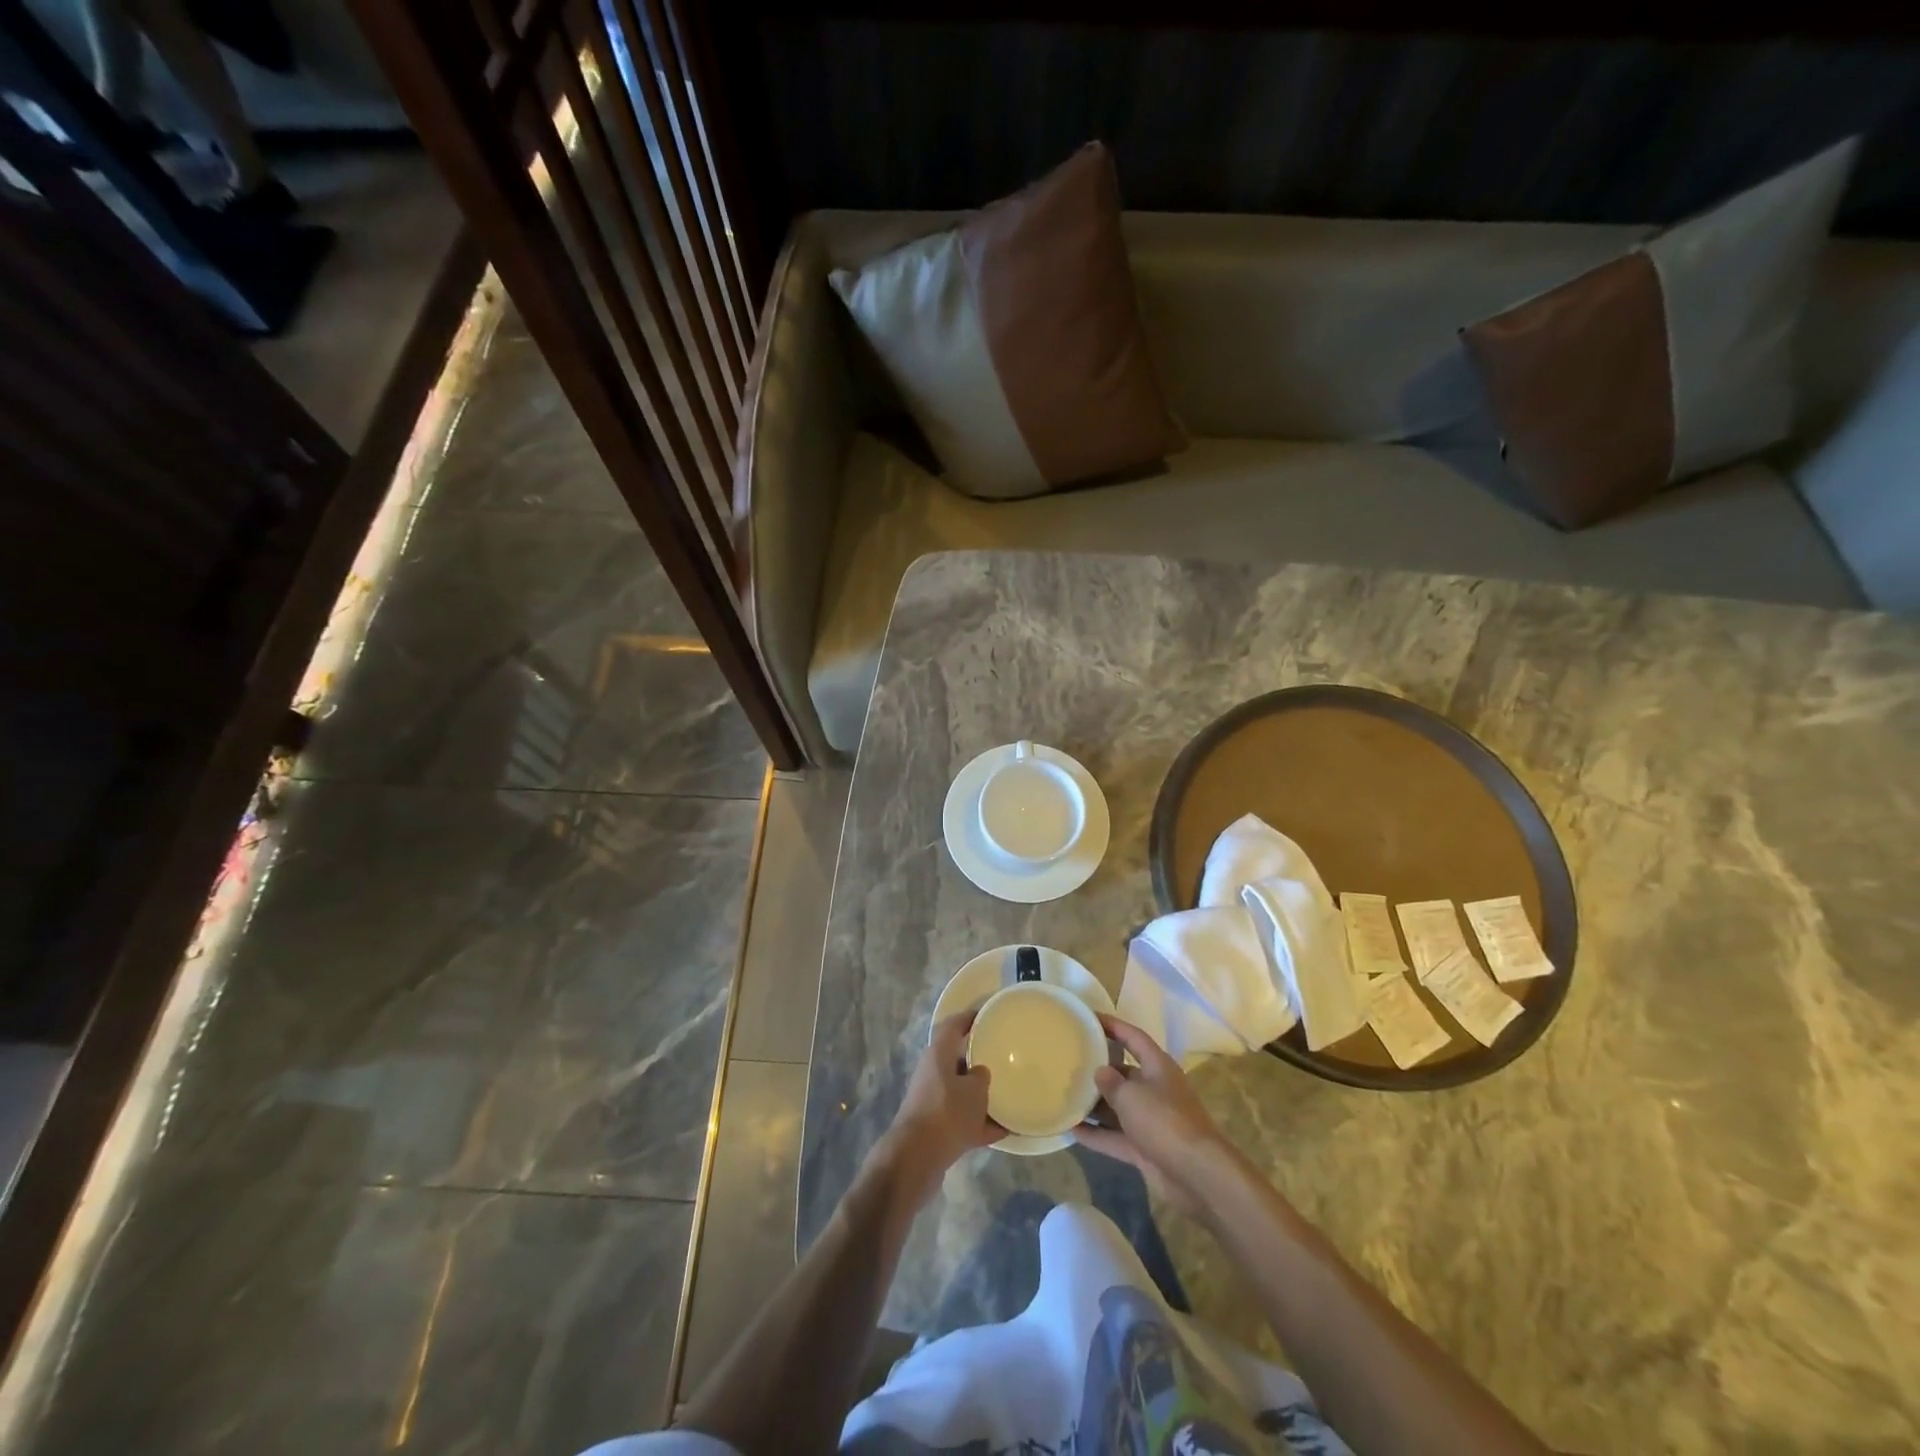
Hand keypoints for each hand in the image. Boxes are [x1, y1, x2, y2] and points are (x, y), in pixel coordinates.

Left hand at [875, 1010, 1000, 1194]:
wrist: (916, 1158)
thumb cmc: (947, 1112)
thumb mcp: (974, 1090)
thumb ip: (981, 1077)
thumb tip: (979, 1073)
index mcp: (938, 1054)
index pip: (953, 1025)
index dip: (970, 1017)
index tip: (988, 1014)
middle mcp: (932, 1073)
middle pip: (957, 1059)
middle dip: (979, 1059)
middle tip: (1004, 1057)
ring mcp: (933, 1101)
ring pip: (961, 1092)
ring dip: (981, 1096)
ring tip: (1009, 1095)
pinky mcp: (936, 1128)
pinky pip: (963, 1120)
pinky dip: (982, 1124)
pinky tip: (1007, 1131)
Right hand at [1075, 1015, 1231, 1217]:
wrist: (1197, 1175)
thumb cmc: (1164, 1121)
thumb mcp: (1131, 1096)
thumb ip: (1111, 1082)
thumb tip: (1100, 1072)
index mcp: (1157, 1067)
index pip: (1133, 1037)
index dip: (1112, 1026)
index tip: (1088, 1018)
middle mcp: (1155, 1089)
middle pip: (1124, 1073)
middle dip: (1098, 1070)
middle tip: (1068, 1064)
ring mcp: (1151, 1120)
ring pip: (1118, 1107)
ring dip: (1094, 1105)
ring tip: (1064, 1096)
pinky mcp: (1146, 1148)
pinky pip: (1116, 1136)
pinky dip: (1097, 1135)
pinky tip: (1071, 1131)